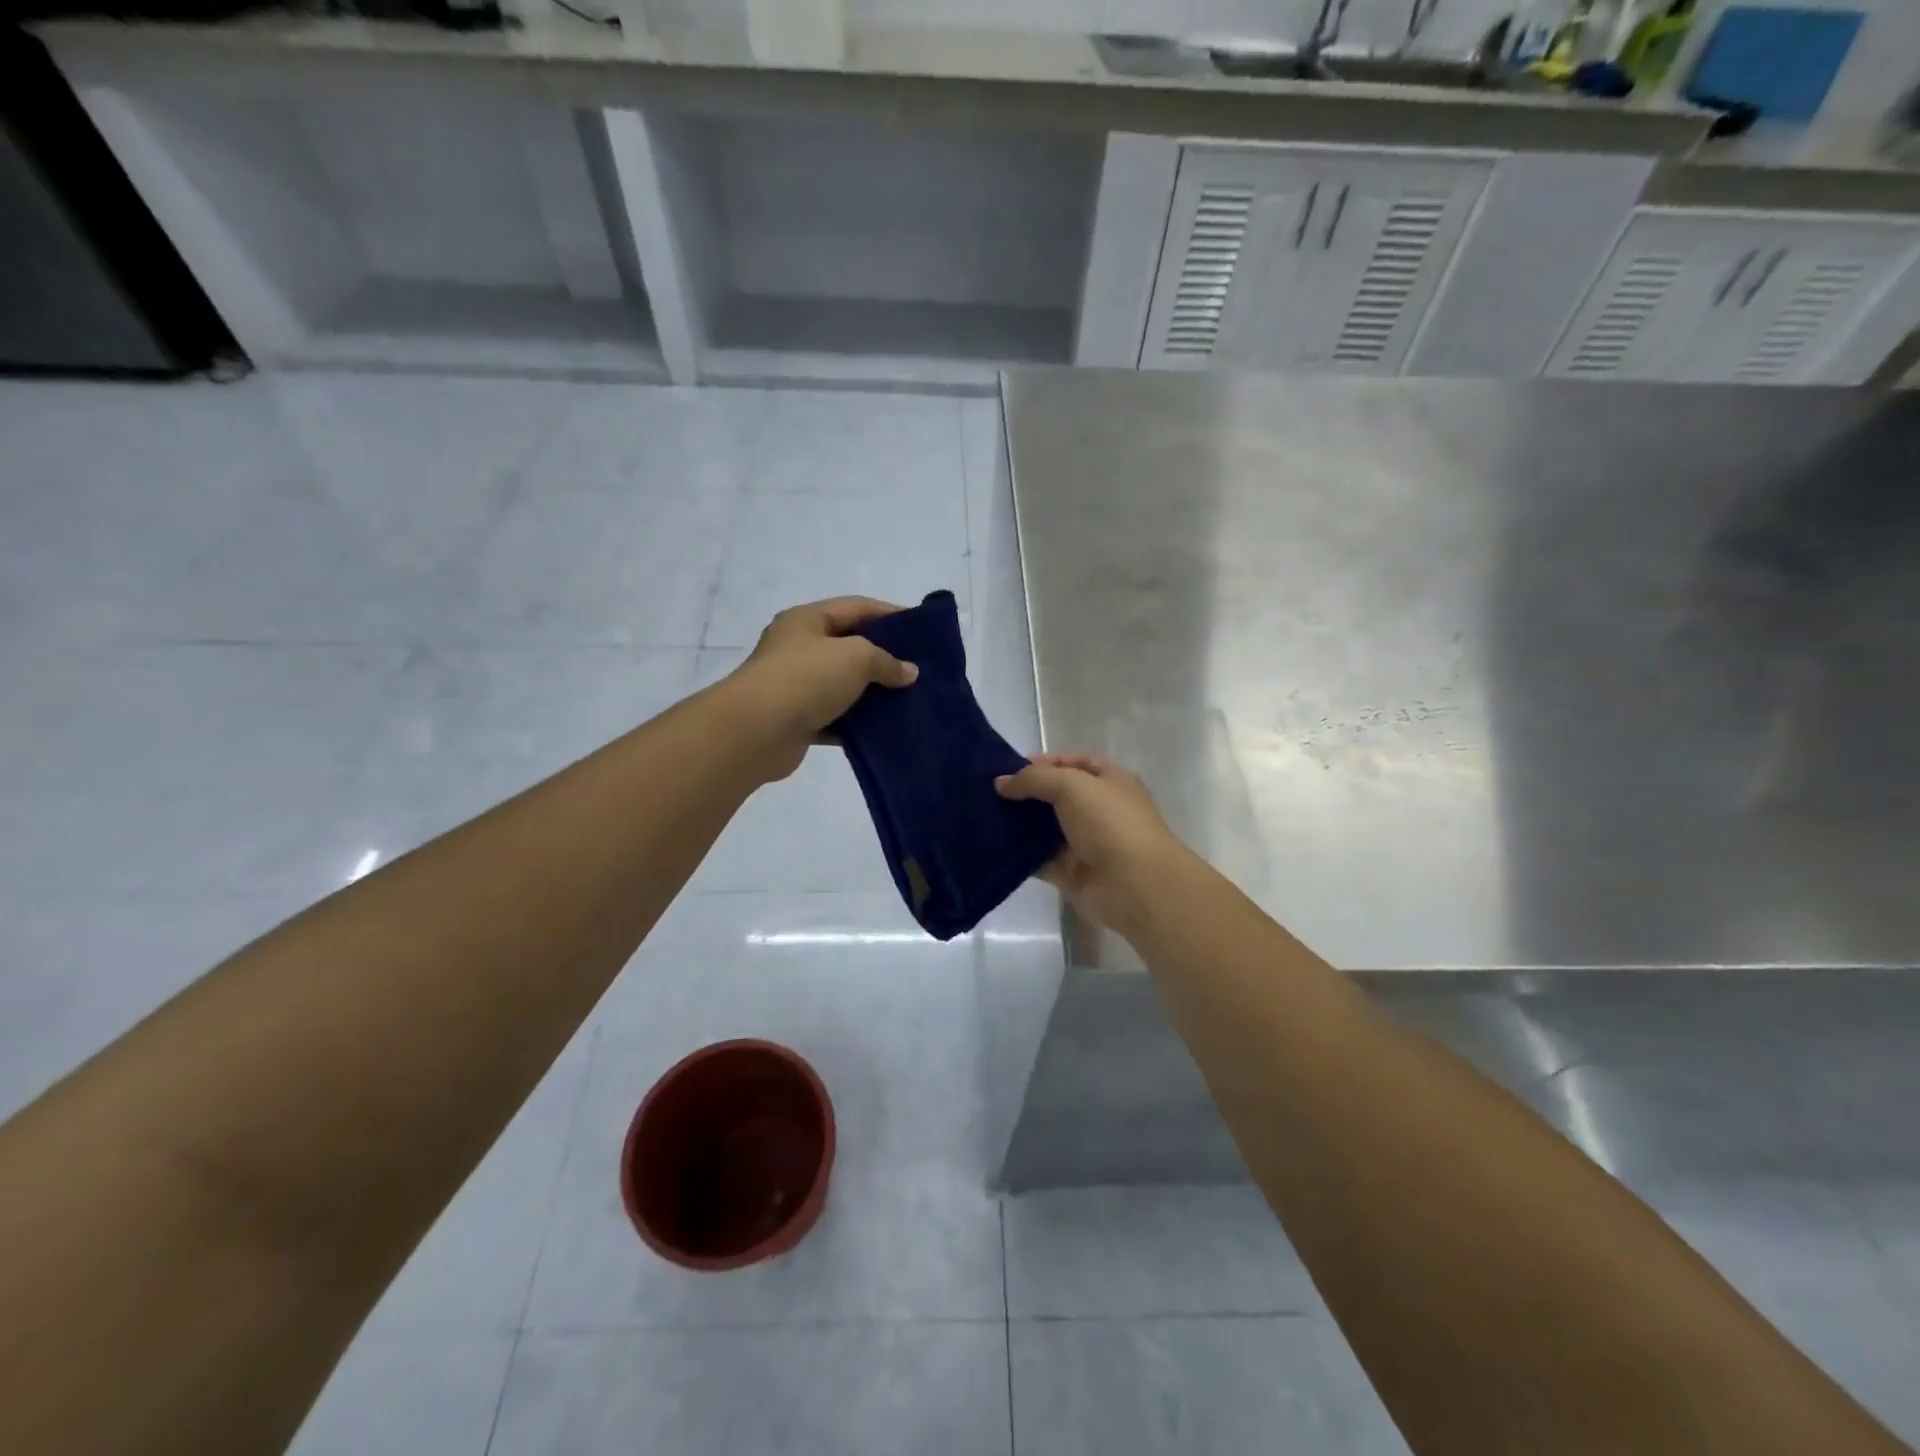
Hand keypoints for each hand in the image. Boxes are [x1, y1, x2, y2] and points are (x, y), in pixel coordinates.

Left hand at [724, 597, 918, 780]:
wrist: (756, 731)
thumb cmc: (806, 678)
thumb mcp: (856, 657)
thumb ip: (886, 661)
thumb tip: (908, 672)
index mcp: (807, 620)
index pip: (856, 607)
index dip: (890, 614)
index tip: (921, 628)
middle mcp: (798, 648)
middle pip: (849, 646)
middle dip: (884, 657)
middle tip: (918, 668)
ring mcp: (795, 686)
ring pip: (843, 685)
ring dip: (872, 693)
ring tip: (908, 700)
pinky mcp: (797, 721)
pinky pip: (835, 718)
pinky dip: (857, 724)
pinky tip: (884, 729)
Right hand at [995, 753, 1185, 935]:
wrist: (1135, 885)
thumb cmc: (1110, 823)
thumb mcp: (1072, 786)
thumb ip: (1034, 779)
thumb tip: (1001, 782)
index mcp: (1109, 781)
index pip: (1073, 763)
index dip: (1043, 763)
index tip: (1008, 769)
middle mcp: (1099, 810)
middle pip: (1056, 796)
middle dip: (1026, 794)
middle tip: (989, 793)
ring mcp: (1085, 843)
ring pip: (1045, 828)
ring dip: (1019, 824)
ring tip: (983, 817)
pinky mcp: (1071, 873)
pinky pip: (1040, 859)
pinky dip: (1019, 855)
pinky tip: (992, 846)